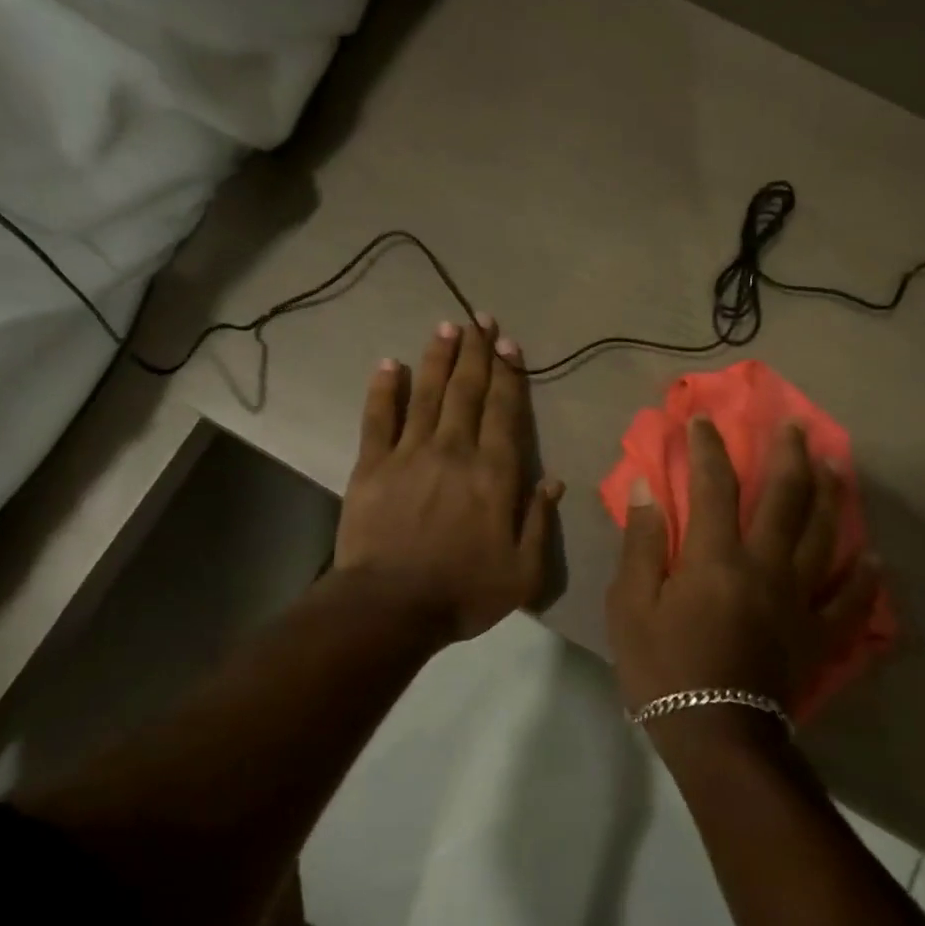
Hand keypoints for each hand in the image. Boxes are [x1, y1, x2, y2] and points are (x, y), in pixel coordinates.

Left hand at [335, 316, 564, 645]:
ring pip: (426, 394)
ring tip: (445, 327)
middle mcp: (454, 450)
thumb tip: (552, 479)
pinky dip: (383, 389)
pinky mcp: (371, 464)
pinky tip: (388, 364)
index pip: (504, 411)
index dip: (508, 374)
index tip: (508, 343)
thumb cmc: (462, 592)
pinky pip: (377, 417)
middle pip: (467, 391)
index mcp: (493, 474)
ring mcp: (409, 453)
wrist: (391, 606)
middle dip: (475, 352)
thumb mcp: (522, 572)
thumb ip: (538, 521)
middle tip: (478, 319)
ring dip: (437, 358)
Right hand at [606, 415, 878, 718]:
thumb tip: (648, 488)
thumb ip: (642, 542)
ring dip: (830, 494)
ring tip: (834, 464)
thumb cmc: (663, 668)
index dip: (707, 448)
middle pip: (784, 498)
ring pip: (823, 535)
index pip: (713, 485)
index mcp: (716, 557)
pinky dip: (864, 577)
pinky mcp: (819, 634)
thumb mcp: (630, 604)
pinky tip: (872, 558)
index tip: (702, 421)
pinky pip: (850, 600)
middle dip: (788, 454)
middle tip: (794, 424)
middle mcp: (765, 566)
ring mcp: (800, 599)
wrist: (716, 737)